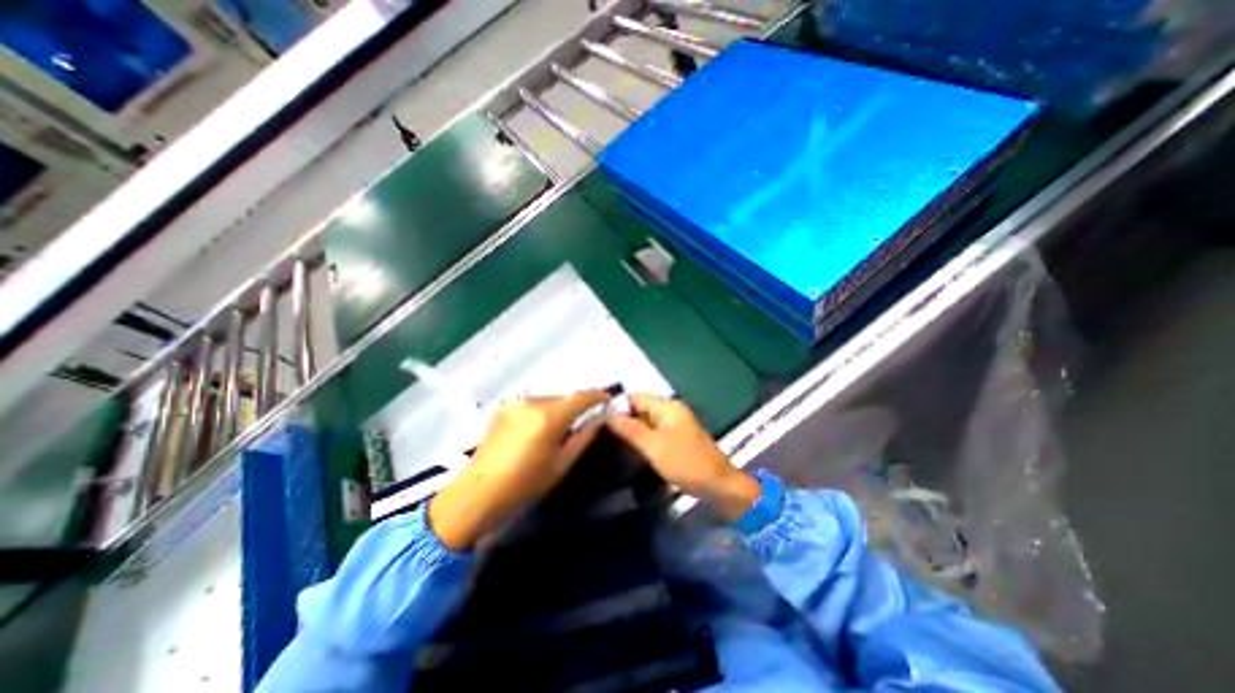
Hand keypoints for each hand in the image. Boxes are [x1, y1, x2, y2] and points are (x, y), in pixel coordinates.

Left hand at [431, 391, 611, 548]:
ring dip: (558, 410)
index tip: (609, 399)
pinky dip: (541, 413)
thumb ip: (584, 437)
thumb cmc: (526, 483)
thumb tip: (599, 419)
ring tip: (557, 431)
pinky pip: (532, 405)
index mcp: (550, 416)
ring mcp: (515, 403)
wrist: (479, 492)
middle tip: (583, 422)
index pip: (582, 396)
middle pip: (564, 398)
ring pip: (548, 401)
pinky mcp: (503, 408)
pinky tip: (536, 431)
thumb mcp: (562, 463)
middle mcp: (533, 402)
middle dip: (576, 407)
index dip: (598, 396)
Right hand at [607, 394, 762, 522]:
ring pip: (646, 421)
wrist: (717, 485)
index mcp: (668, 406)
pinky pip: (654, 432)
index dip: (618, 405)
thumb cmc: (685, 463)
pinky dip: (642, 437)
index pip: (636, 397)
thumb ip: (631, 429)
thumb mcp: (654, 446)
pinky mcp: (676, 439)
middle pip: (641, 408)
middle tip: (602, 432)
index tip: (599, 418)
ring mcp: (675, 425)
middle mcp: (671, 411)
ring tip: (610, 441)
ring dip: (632, 429)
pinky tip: (630, 448)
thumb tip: (609, 413)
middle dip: (623, 418)